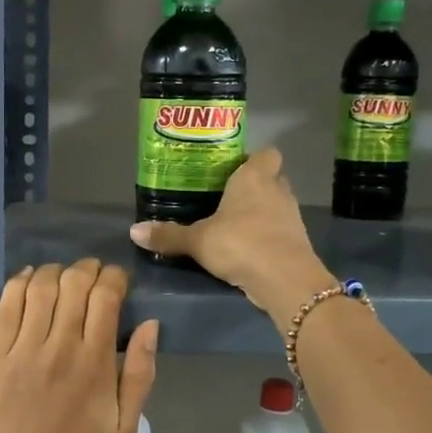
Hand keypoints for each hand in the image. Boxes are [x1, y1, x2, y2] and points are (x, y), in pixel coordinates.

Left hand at [0, 259, 158, 432]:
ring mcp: (22, 349)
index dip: (114, 278)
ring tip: (63, 278)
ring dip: (55, 272)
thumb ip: (140, 373)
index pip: (105, 296)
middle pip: (73, 283)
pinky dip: (20, 283)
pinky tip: (29, 280)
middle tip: (93, 276)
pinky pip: (6, 305)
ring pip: (39, 286)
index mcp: (95, 363)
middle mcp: (59, 346)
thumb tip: (151, 325)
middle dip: (87, 269)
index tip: (118, 281)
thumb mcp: (125, 426)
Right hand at [128, 148, 332, 313]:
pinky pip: (280, 231)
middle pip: (272, 178)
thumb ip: (168, 235)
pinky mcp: (297, 242)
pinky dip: (268, 236)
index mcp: (254, 177)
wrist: (285, 280)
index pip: (266, 153)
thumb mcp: (197, 240)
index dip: (253, 158)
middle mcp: (277, 190)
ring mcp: (291, 216)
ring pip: (277, 205)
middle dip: (254, 186)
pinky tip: (248, 249)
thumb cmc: (240, 243)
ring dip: (262, 212)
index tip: (233, 169)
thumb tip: (133, 231)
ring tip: (234, 225)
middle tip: (227, 198)